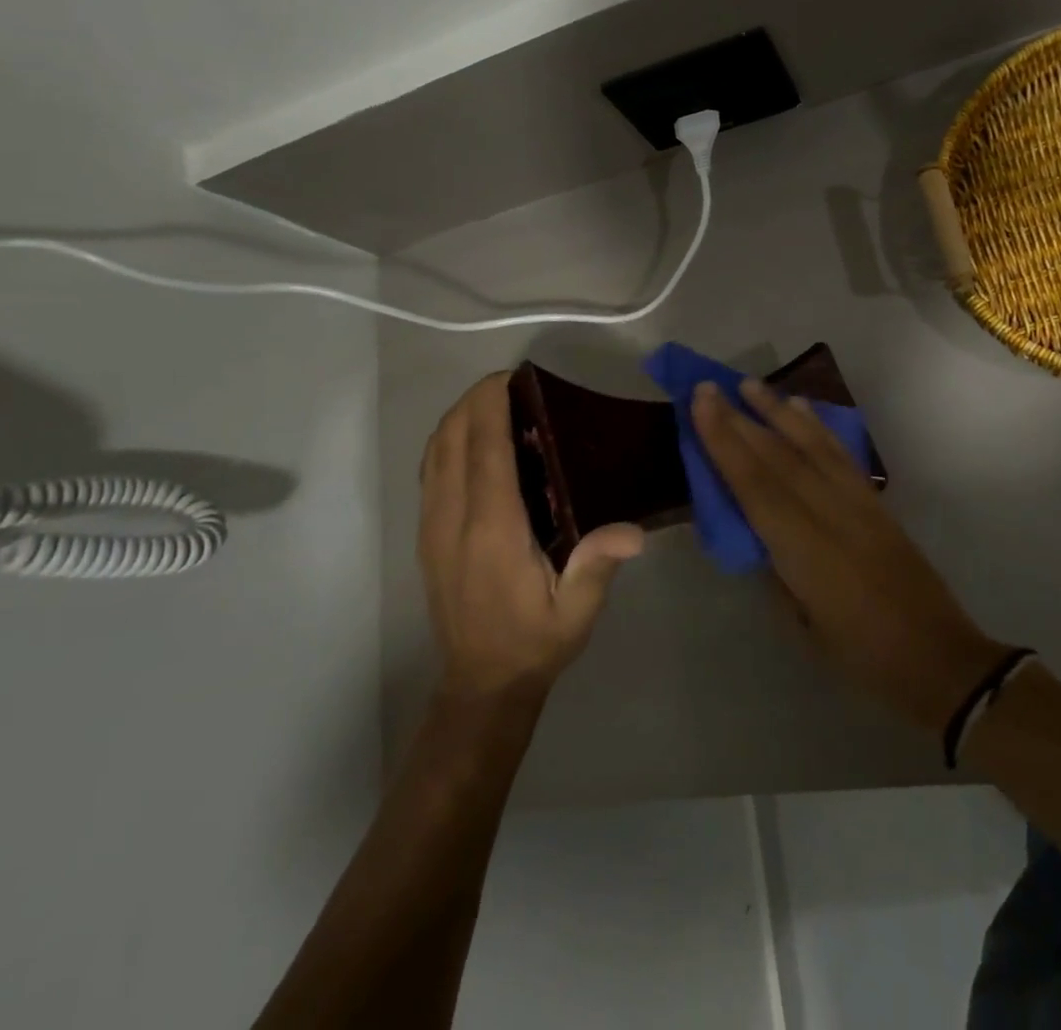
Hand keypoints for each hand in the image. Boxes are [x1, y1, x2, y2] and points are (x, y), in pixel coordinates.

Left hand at [419, 373, 644, 699]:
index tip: (514, 376)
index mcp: (493, 530)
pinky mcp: (426, 534)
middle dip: (475, 400)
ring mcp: (432, 525)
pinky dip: (449, 441)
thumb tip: (633, 530)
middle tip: (515, 385)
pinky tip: (477, 441)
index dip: (491, 403)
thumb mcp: (576, 612)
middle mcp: (453, 519)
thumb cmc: (534, 641)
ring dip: (460, 417)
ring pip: (435, 450)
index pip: (483, 448)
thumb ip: (598, 566)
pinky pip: (431, 470)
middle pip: (451, 437)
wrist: (481, 684)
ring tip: (497, 404)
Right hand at [691, 379, 1006, 734]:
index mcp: (805, 551)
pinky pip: (841, 455)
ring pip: (812, 445)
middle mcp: (831, 514)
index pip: (755, 485)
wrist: (939, 659)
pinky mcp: (877, 502)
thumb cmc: (862, 656)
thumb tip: (756, 532)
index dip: (725, 443)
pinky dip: (818, 427)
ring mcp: (859, 504)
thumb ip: (776, 571)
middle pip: (779, 457)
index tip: (702, 404)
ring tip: (750, 385)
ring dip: (778, 411)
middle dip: (741, 420)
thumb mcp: (803, 625)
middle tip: (711, 387)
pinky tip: (802, 409)